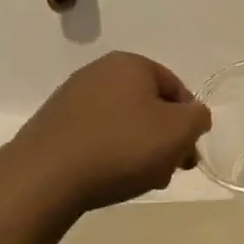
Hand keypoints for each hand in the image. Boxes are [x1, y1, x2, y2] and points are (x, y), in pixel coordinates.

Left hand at [14, 52, 211, 211]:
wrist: (45, 177)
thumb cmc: (122, 146)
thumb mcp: (179, 131)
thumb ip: (198, 118)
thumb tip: (194, 115)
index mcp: (131, 63)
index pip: (177, 88)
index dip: (189, 122)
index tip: (188, 154)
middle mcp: (99, 72)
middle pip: (149, 106)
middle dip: (163, 138)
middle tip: (168, 170)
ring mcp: (71, 98)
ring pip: (123, 123)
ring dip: (139, 149)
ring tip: (141, 180)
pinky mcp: (53, 125)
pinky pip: (96, 136)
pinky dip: (110, 154)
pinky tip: (111, 178)